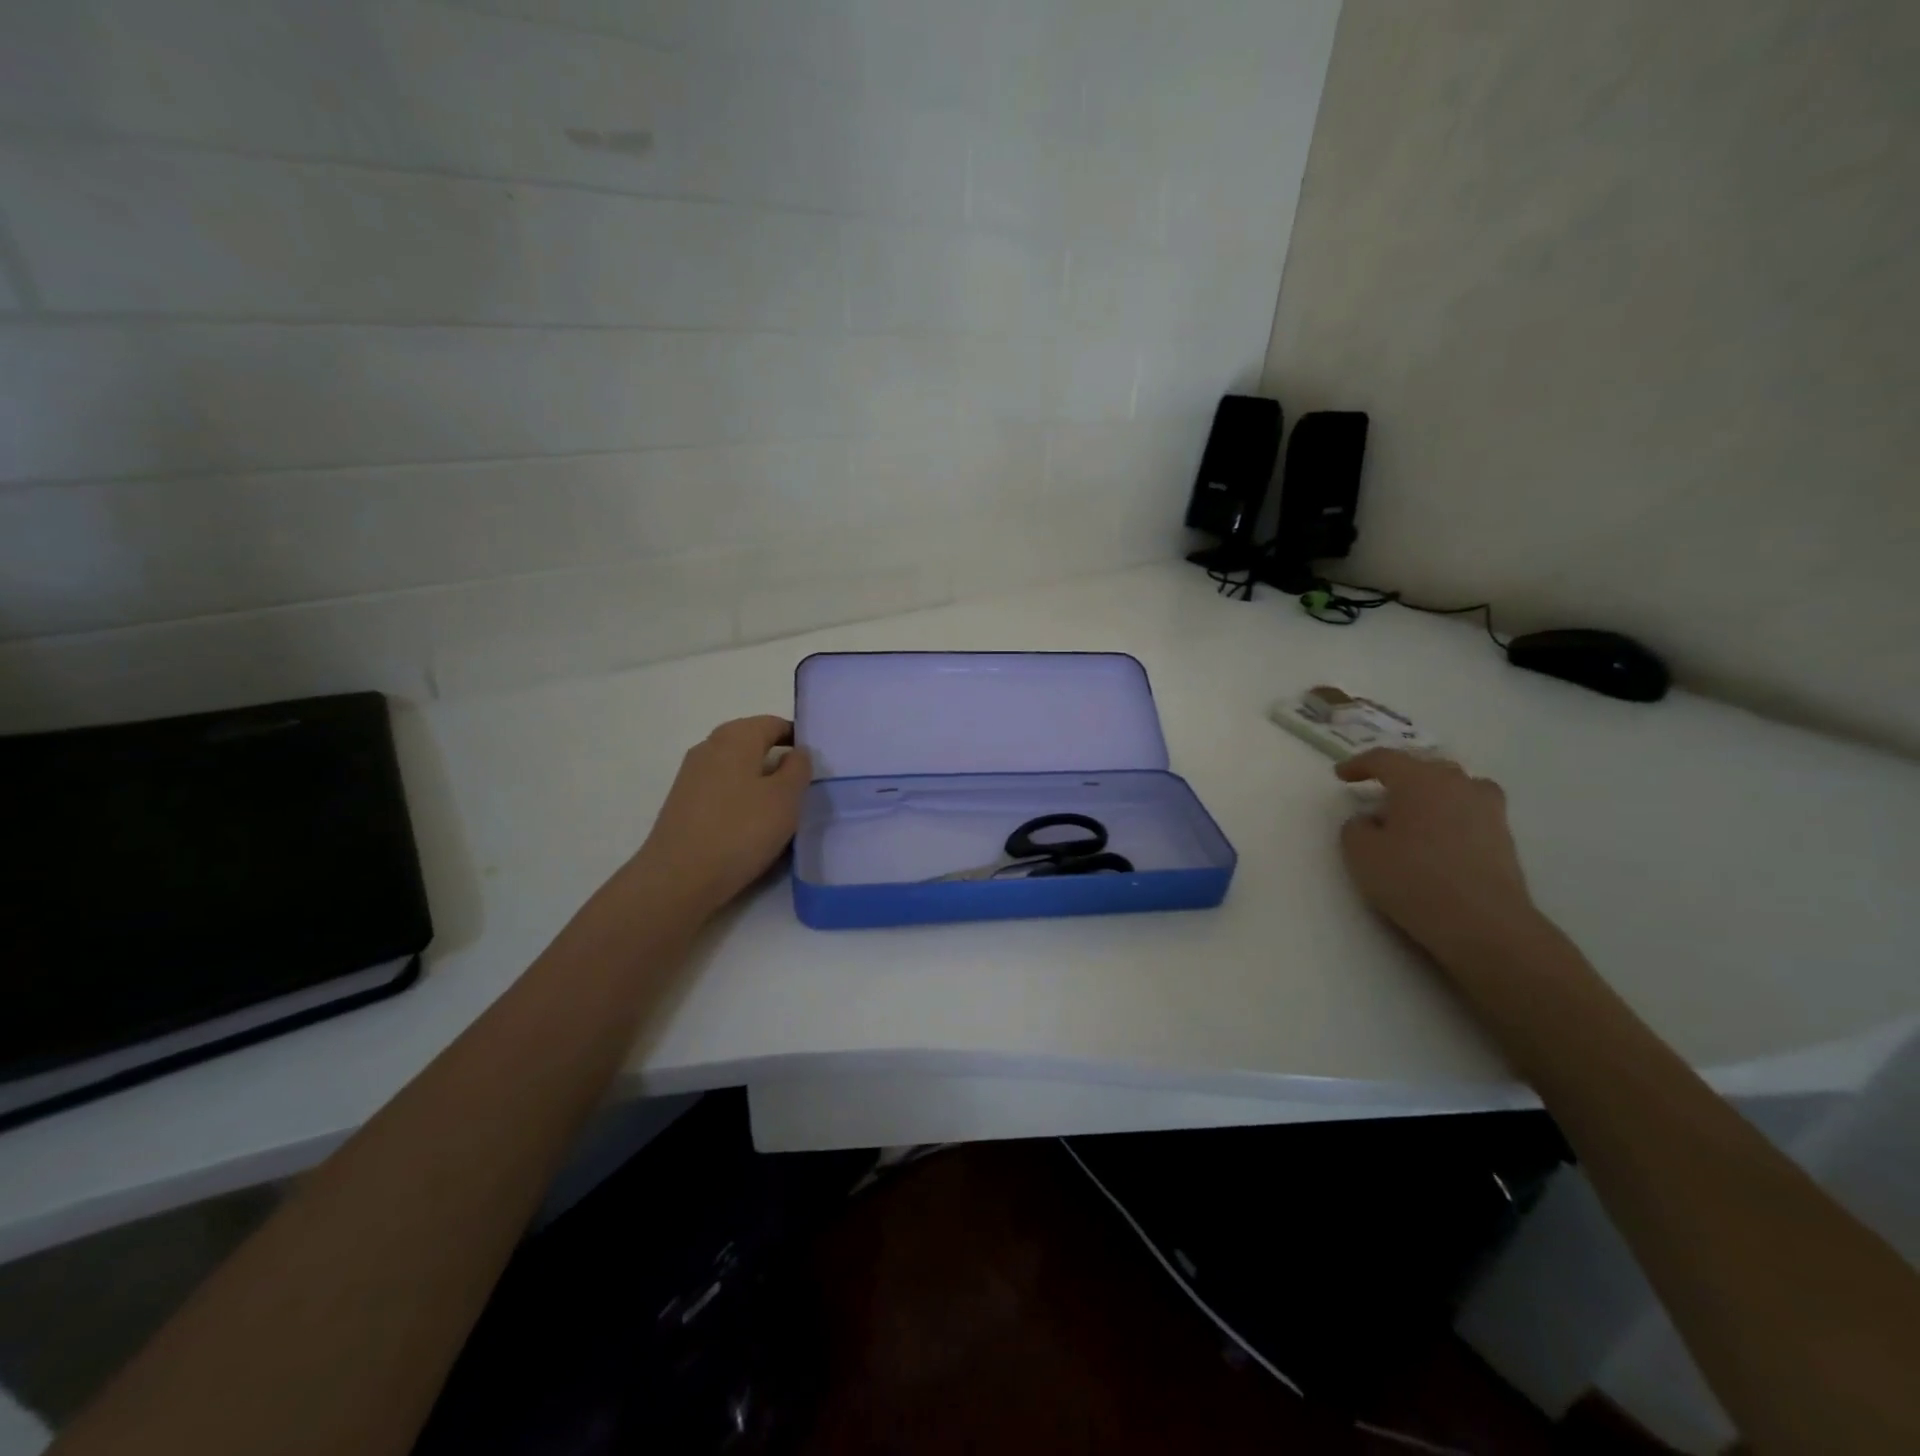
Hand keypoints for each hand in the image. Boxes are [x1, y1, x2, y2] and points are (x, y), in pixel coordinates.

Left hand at [635, 716, 813, 913]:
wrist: (678, 878)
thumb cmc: (740, 831)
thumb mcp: (786, 798)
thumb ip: (798, 768)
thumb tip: (796, 752)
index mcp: (735, 736)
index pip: (775, 724)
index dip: (798, 739)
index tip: (816, 764)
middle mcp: (709, 747)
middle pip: (753, 743)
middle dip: (779, 760)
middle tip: (802, 789)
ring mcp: (691, 775)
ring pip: (737, 768)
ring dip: (760, 782)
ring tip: (780, 811)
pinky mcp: (683, 803)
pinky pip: (722, 790)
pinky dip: (741, 800)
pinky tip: (751, 826)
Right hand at [1335, 750, 1542, 967]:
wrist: (1483, 923)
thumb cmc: (1413, 879)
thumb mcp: (1360, 853)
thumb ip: (1355, 827)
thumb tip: (1370, 820)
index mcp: (1419, 780)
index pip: (1384, 759)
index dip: (1358, 764)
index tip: (1340, 776)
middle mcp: (1456, 784)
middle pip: (1423, 767)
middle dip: (1398, 776)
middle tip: (1378, 794)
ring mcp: (1487, 808)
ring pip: (1453, 785)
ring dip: (1430, 792)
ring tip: (1413, 812)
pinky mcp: (1503, 835)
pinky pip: (1471, 809)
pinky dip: (1452, 813)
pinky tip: (1441, 834)